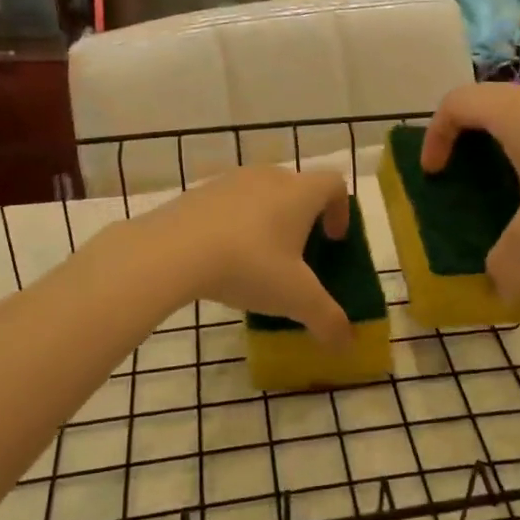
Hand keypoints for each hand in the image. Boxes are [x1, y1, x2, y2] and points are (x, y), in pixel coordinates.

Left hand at [141, 166, 353, 344]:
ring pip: (260, 194)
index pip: (334, 184)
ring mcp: (230, 181)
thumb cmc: (249, 265)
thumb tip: (347, 343)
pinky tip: (222, 257)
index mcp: (300, 193)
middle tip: (298, 254)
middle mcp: (269, 177)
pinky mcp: (197, 193)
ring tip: (258, 258)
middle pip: (297, 187)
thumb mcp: (295, 298)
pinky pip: (228, 204)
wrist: (172, 251)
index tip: (333, 240)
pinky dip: (234, 224)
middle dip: (303, 218)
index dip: (341, 210)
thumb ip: (327, 319)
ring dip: (267, 219)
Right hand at [421, 83, 519, 300]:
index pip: (454, 103)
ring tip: (513, 186)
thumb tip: (501, 294)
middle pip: (485, 104)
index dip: (434, 135)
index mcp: (513, 113)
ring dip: (505, 143)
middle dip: (466, 140)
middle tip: (467, 177)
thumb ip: (508, 262)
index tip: (436, 172)